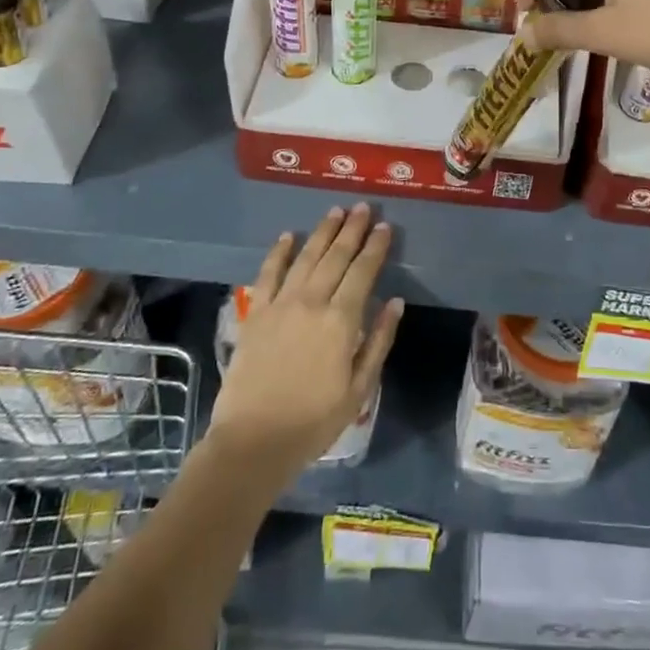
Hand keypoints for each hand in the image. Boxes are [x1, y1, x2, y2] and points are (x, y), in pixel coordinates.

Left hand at [209, 204, 404, 480]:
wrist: (253, 441)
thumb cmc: (314, 421)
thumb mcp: (359, 389)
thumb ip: (378, 341)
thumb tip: (395, 302)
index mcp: (341, 321)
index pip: (363, 272)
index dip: (376, 247)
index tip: (385, 227)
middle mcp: (312, 302)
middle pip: (336, 256)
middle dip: (352, 229)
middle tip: (363, 208)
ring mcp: (280, 305)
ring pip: (306, 257)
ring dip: (322, 232)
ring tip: (335, 211)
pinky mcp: (256, 314)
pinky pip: (268, 274)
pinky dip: (279, 252)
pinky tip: (288, 236)